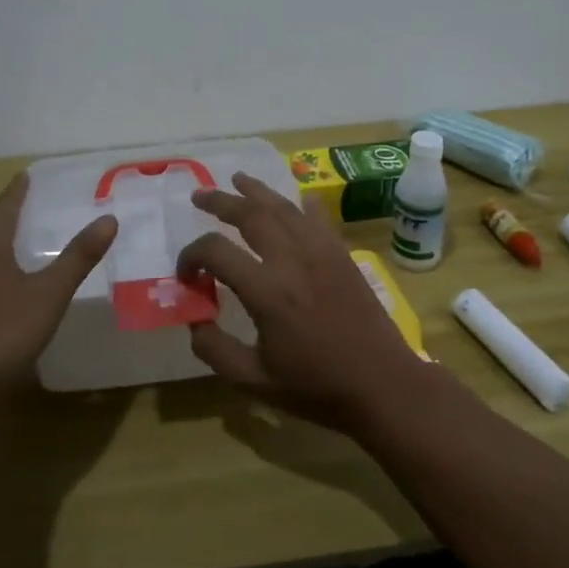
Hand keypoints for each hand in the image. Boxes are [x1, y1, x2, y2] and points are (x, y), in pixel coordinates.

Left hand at [0, 173, 117, 403]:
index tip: (29, 174)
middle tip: (34, 203)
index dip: (18, 189)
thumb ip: (79, 257)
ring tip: (25, 237)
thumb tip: (109, 218)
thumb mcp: (49, 293)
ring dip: (1, 240)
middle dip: (9, 212)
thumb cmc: (1, 332)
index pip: (5, 205)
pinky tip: (10, 283)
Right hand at [175, 173, 428, 432]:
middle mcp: (292, 259)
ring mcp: (321, 252)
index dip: (191, 256)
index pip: (215, 251)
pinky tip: (297, 199)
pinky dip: (303, 204)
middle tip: (200, 196)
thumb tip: (194, 319)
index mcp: (266, 290)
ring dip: (257, 191)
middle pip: (250, 214)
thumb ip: (215, 350)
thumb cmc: (316, 387)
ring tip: (238, 179)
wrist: (382, 385)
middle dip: (220, 202)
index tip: (186, 274)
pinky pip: (319, 218)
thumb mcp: (254, 381)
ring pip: (284, 207)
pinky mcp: (342, 255)